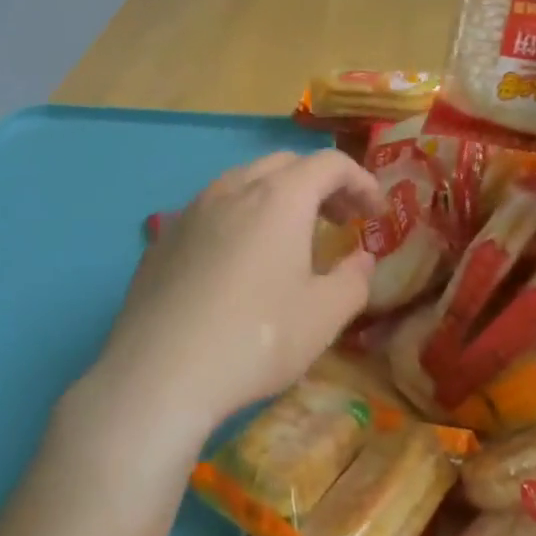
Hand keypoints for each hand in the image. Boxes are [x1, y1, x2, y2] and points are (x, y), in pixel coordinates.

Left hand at [87, 149, 385, 446]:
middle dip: (320, 185)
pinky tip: (238, 262)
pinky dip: (240, 217)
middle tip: (340, 222)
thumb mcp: (323, 317)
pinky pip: (212, 209)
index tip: (376, 214)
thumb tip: (362, 259)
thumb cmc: (255, 339)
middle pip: (286, 165)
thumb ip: (354, 280)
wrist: (159, 372)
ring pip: (244, 181)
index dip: (361, 181)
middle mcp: (234, 188)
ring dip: (277, 197)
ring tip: (290, 239)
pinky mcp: (164, 236)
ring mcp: (192, 209)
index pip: (329, 163)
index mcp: (279, 197)